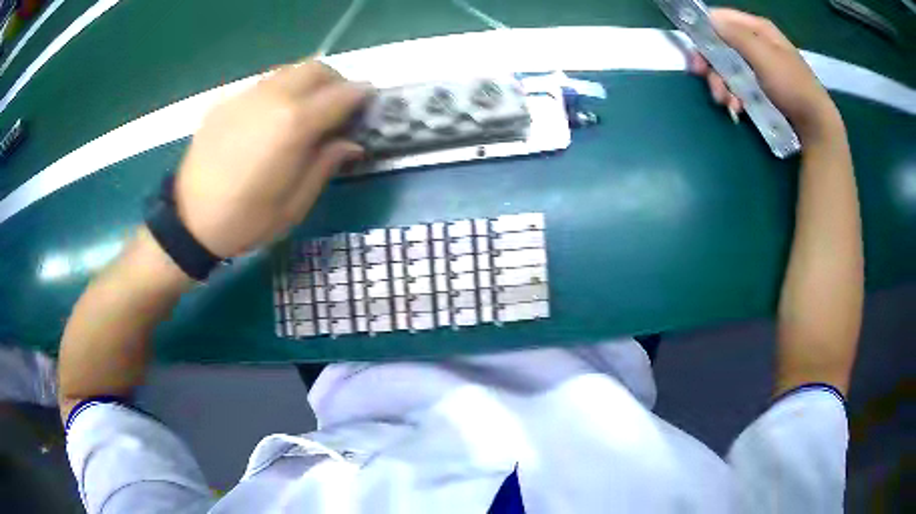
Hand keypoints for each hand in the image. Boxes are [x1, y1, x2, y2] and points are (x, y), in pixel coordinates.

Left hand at [174, 60, 370, 257]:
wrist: (188, 222)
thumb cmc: (245, 221)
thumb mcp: (294, 204)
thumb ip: (326, 165)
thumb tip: (351, 142)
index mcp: (293, 125)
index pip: (341, 94)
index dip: (361, 97)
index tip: (368, 106)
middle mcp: (271, 98)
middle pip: (316, 68)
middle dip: (336, 81)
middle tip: (338, 106)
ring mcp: (245, 96)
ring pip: (289, 70)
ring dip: (307, 83)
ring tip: (306, 111)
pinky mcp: (225, 101)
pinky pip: (263, 84)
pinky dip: (279, 92)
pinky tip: (270, 119)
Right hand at [691, 8, 842, 143]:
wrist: (815, 126)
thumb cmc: (792, 88)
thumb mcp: (765, 58)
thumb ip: (737, 36)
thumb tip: (710, 19)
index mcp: (758, 30)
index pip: (721, 19)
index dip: (705, 33)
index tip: (697, 54)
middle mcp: (756, 44)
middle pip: (721, 45)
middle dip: (712, 65)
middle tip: (707, 81)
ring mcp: (759, 67)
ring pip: (728, 68)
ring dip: (722, 85)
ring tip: (727, 103)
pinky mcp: (761, 87)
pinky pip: (739, 85)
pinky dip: (734, 97)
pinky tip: (737, 109)